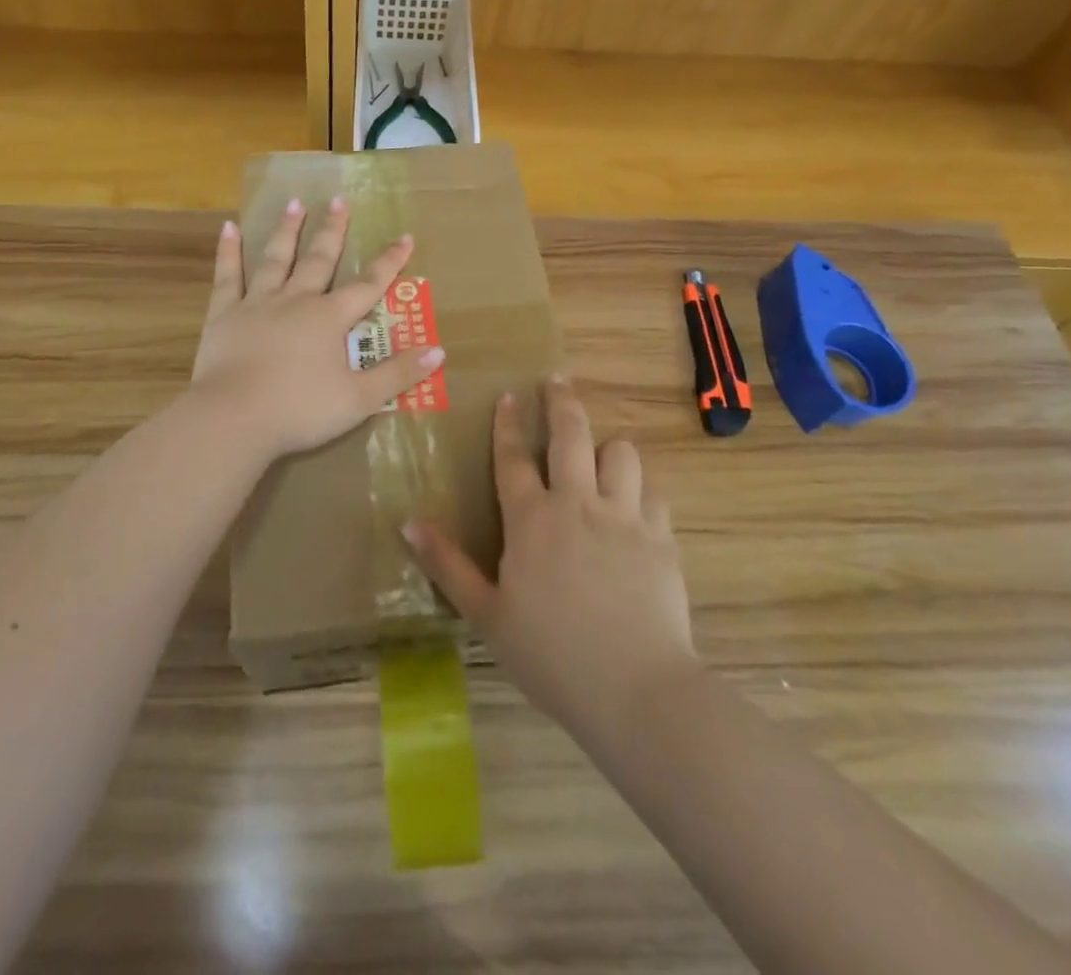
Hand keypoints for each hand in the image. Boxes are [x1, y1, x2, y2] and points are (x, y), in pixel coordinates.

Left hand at [190, 197, 445, 461]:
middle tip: (339, 200)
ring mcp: (257, 304)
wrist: (233, 419)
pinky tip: (229, 228)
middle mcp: (296, 301)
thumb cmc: (299, 411)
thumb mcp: (358, 399)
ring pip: (276, 259)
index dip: (389, 262)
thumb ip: (397, 374)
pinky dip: (229, 252)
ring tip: (294, 202)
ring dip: (287, 230)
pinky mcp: (225, 315)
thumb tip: (438, 351)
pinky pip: (228, 277)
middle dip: (333, 230)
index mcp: (329, 319)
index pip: (368, 285)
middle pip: (319, 260)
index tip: (404, 237)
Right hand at [406, 377, 695, 742]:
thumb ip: (447, 565)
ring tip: (601, 453)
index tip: (508, 395)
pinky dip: (642, 491)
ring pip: (621, 453)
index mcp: (532, 519)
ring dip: (609, 447)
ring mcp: (624, 516)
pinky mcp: (661, 537)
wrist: (635, 688)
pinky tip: (636, 505)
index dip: (508, 423)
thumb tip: (409, 521)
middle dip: (562, 401)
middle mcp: (578, 503)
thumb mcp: (486, 615)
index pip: (513, 457)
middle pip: (572, 434)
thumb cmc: (550, 655)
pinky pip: (654, 494)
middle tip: (557, 380)